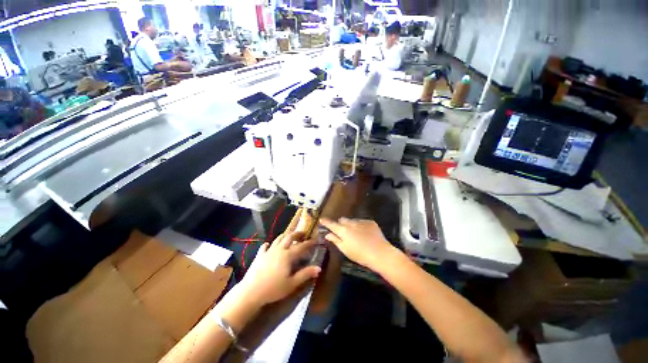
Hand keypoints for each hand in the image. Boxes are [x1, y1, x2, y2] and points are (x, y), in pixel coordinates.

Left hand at [239, 232, 320, 305]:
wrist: (251, 292)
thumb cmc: (273, 289)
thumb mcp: (292, 284)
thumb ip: (305, 274)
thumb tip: (318, 268)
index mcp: (288, 255)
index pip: (301, 246)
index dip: (309, 243)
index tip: (315, 240)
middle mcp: (279, 250)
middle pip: (289, 237)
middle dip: (297, 234)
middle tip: (303, 233)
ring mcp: (268, 251)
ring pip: (278, 239)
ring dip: (285, 235)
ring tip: (289, 235)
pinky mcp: (259, 256)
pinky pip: (264, 247)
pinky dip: (268, 244)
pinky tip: (269, 245)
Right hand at [320, 218, 396, 270]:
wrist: (380, 253)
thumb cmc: (360, 255)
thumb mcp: (345, 250)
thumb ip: (335, 240)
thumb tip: (327, 234)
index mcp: (343, 230)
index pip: (331, 224)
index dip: (326, 222)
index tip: (321, 219)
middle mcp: (351, 223)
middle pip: (342, 220)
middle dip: (340, 224)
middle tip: (342, 232)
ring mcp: (361, 221)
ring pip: (352, 221)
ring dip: (351, 225)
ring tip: (356, 234)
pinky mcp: (370, 222)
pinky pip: (361, 222)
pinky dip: (360, 226)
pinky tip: (365, 234)